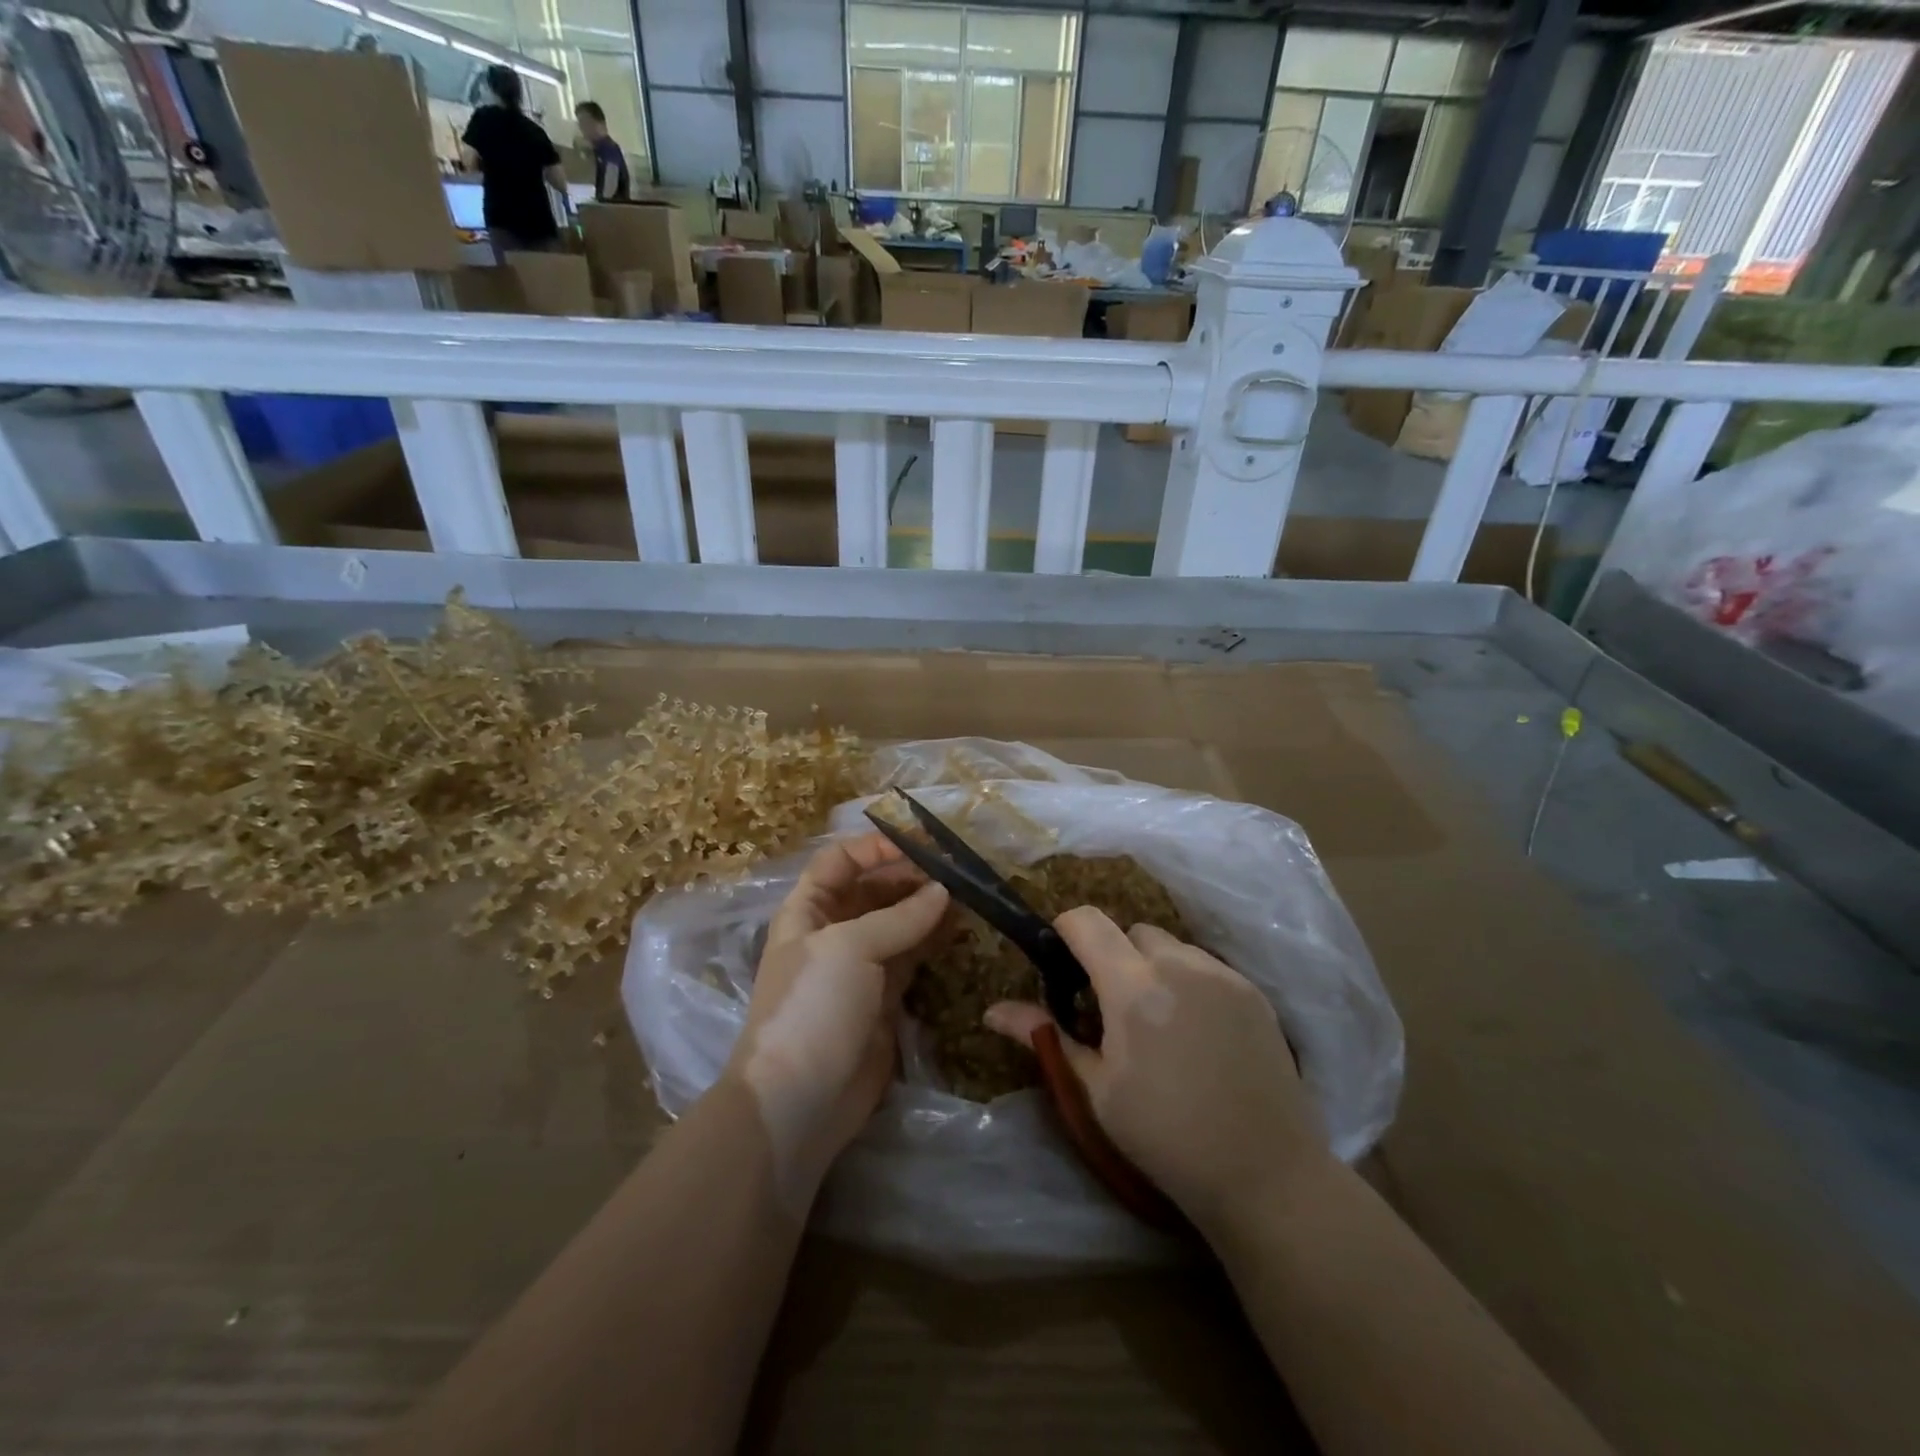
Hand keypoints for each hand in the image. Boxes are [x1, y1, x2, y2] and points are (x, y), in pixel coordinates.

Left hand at [724, 834, 948, 1183]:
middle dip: (911, 877)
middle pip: (873, 889)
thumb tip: (944, 891)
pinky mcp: (884, 999)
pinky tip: (961, 930)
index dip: (876, 848)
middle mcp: (833, 932)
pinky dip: (933, 942)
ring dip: (927, 908)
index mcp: (808, 910)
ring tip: (968, 897)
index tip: (923, 845)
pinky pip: (912, 958)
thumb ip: (900, 916)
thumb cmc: (813, 1007)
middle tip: (957, 872)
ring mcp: (859, 967)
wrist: (799, 1100)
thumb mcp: (851, 949)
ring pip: (898, 923)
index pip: (840, 861)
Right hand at [985, 908, 1327, 1235]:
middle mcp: (1180, 965)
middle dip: (1112, 954)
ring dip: (1152, 966)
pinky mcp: (1254, 993)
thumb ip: (1045, 1037)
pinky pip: (1207, 967)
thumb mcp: (1095, 1091)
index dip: (1065, 930)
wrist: (1266, 1175)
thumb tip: (992, 1010)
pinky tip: (1197, 1033)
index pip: (1087, 921)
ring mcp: (1223, 976)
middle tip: (1111, 1008)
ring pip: (1172, 947)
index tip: (1061, 966)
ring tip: (1158, 1022)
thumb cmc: (1165, 1137)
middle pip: (1131, 931)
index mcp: (1134, 987)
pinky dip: (1189, 982)